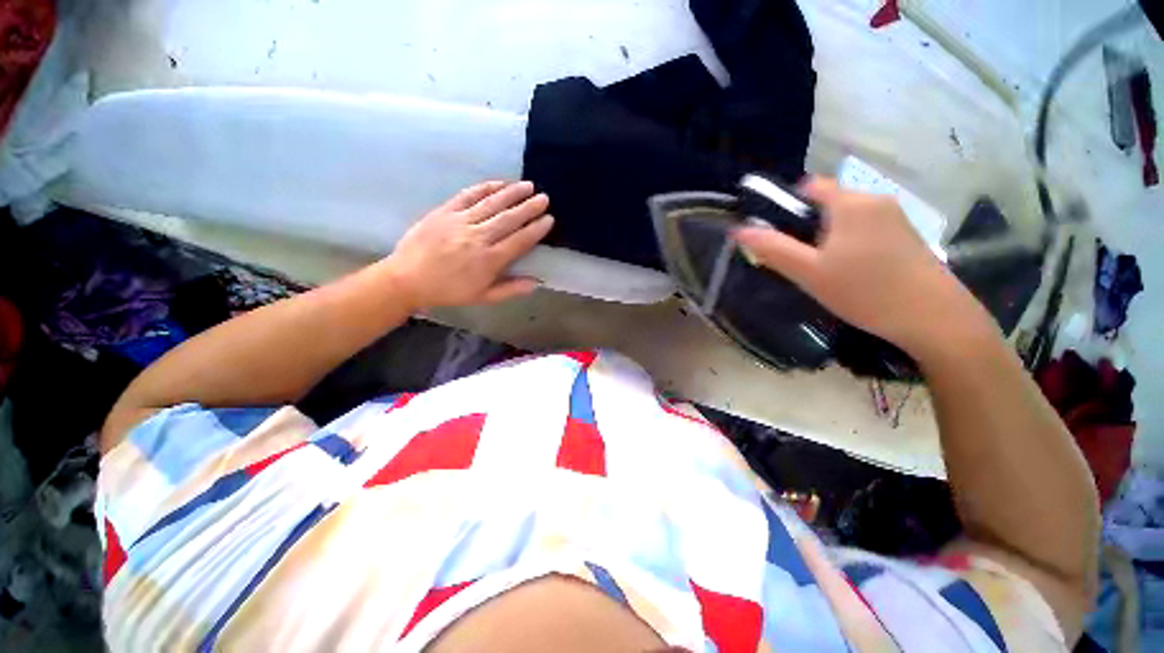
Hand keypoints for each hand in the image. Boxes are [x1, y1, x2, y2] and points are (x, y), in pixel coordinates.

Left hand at [381, 181, 553, 310]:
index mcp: (489, 261)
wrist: (407, 279)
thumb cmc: (449, 291)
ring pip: (491, 204)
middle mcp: (478, 238)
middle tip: (544, 198)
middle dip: (529, 207)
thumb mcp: (483, 297)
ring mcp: (460, 222)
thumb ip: (511, 289)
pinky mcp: (445, 211)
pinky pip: (468, 195)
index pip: (519, 241)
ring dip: (512, 193)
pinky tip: (498, 183)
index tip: (549, 219)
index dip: (536, 229)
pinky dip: (485, 187)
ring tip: (528, 185)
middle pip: (509, 219)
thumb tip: (537, 282)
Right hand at [733, 176, 990, 355]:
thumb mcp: (809, 272)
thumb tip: (739, 231)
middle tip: (799, 261)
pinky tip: (852, 273)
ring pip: (847, 218)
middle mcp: (875, 200)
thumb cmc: (864, 291)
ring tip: (824, 271)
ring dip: (829, 237)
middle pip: (829, 202)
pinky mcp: (907, 236)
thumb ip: (773, 249)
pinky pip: (866, 229)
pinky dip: (850, 243)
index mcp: (850, 202)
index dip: (788, 205)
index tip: (779, 234)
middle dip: (808, 226)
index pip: (811, 186)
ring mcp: (896, 218)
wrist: (934, 318)